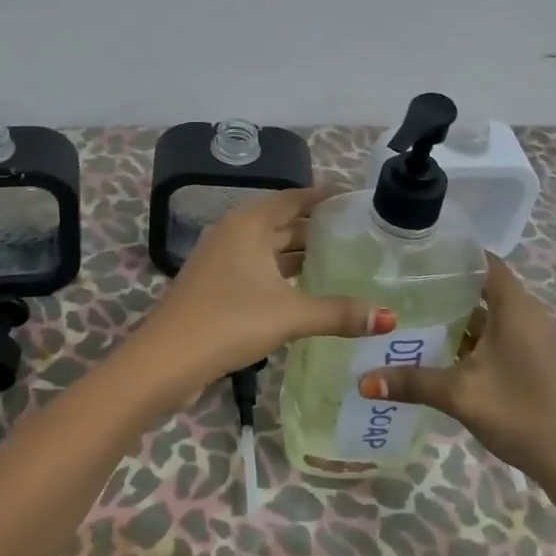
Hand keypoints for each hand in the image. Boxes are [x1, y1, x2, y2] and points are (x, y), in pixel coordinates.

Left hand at [128, 188, 395, 405]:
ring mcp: (221, 259)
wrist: (167, 359)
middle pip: (281, 222)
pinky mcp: (215, 284)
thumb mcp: (289, 314)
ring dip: (298, 253)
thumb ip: (338, 313)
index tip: (354, 200)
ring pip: (268, 247)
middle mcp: (233, 232)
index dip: (322, 197)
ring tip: (340, 262)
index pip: (292, 198)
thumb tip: (388, 317)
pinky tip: (305, 290)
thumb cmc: (229, 321)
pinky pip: (257, 267)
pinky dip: (282, 273)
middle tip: (358, 235)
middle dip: (315, 228)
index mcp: (248, 224)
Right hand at [358, 253, 555, 506]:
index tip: (415, 252)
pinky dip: (471, 337)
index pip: (483, 260)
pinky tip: (440, 351)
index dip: (452, 253)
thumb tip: (362, 381)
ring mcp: (534, 340)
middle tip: (401, 285)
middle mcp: (528, 315)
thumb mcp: (460, 395)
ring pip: (489, 315)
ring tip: (411, 314)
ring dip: (456, 316)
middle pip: (483, 286)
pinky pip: (498, 336)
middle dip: (445, 286)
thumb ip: (411, 382)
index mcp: (516, 307)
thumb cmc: (522, 414)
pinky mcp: (535, 362)